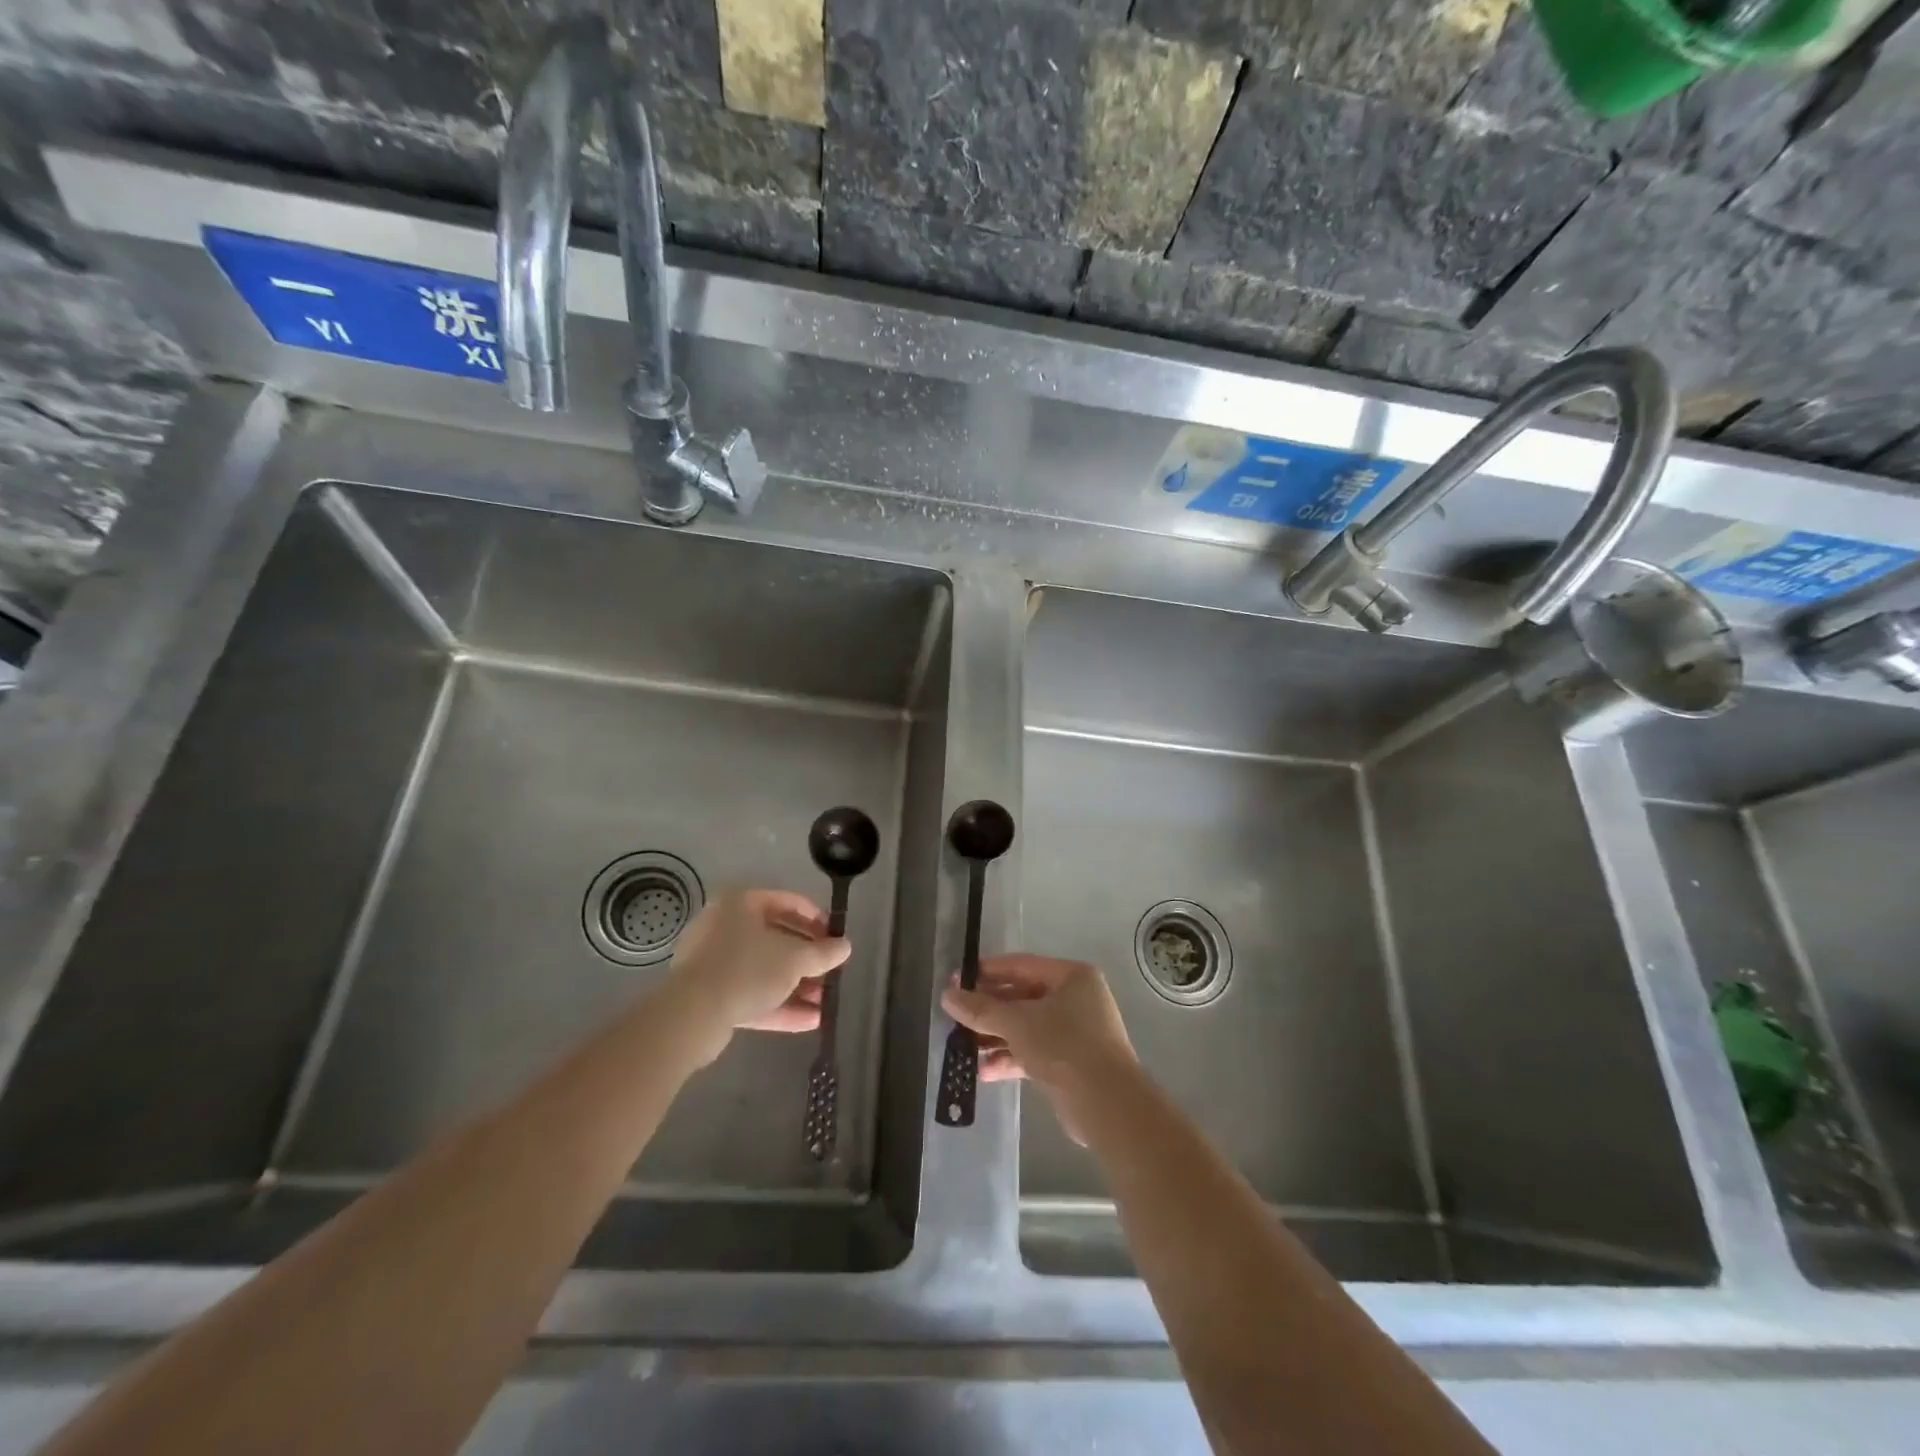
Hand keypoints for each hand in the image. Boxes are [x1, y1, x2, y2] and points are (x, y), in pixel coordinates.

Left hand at [666, 890, 850, 1063]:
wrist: (692, 1016)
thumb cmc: (747, 969)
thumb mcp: (794, 959)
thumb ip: (823, 952)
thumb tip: (845, 946)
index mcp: (741, 904)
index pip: (788, 902)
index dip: (817, 919)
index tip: (836, 938)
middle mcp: (724, 927)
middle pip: (776, 938)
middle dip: (808, 959)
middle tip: (831, 972)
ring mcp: (714, 962)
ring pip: (764, 970)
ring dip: (797, 986)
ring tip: (825, 1002)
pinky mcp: (709, 995)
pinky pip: (750, 993)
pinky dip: (778, 1004)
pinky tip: (809, 1021)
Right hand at [941, 954, 1135, 1144]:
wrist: (1107, 1104)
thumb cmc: (1064, 1045)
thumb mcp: (1017, 1022)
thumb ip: (981, 1009)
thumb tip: (947, 995)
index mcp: (1071, 977)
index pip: (1021, 966)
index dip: (988, 972)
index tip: (957, 980)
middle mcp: (1076, 999)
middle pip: (1023, 997)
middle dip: (989, 1010)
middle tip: (956, 1015)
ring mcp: (1075, 1032)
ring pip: (1026, 1027)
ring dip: (996, 1037)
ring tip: (963, 1046)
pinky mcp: (1071, 1063)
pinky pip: (1034, 1052)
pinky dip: (1011, 1058)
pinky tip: (984, 1072)